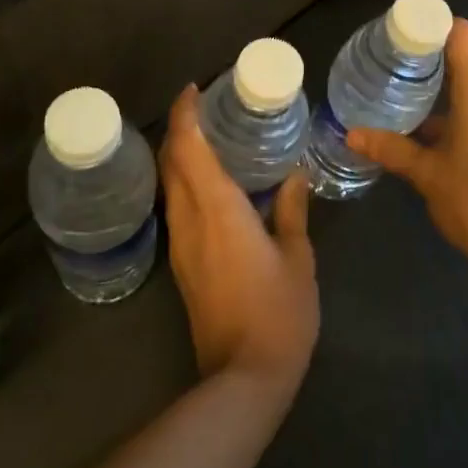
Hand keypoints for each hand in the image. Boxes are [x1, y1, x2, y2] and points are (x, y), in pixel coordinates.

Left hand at [160, 85, 319, 392]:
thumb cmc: (279, 312)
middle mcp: (190, 220)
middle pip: (171, 163)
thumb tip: (294, 176)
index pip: (188, 148)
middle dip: (180, 130)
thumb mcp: (298, 257)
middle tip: (207, 109)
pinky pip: (178, 208)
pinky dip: (187, 184)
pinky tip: (214, 185)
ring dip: (181, 157)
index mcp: (218, 209)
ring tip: (212, 139)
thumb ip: (292, 211)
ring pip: (170, 186)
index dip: (184, 114)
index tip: (193, 90)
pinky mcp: (183, 265)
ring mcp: (181, 245)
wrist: (244, 377)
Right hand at [345, 18, 467, 269]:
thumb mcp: (427, 173)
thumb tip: (350, 133)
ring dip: (447, 89)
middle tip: (393, 71)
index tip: (399, 38)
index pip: (459, 32)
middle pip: (467, 57)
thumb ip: (390, 147)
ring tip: (409, 102)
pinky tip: (437, 134)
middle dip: (431, 61)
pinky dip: (464, 109)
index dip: (430, 27)